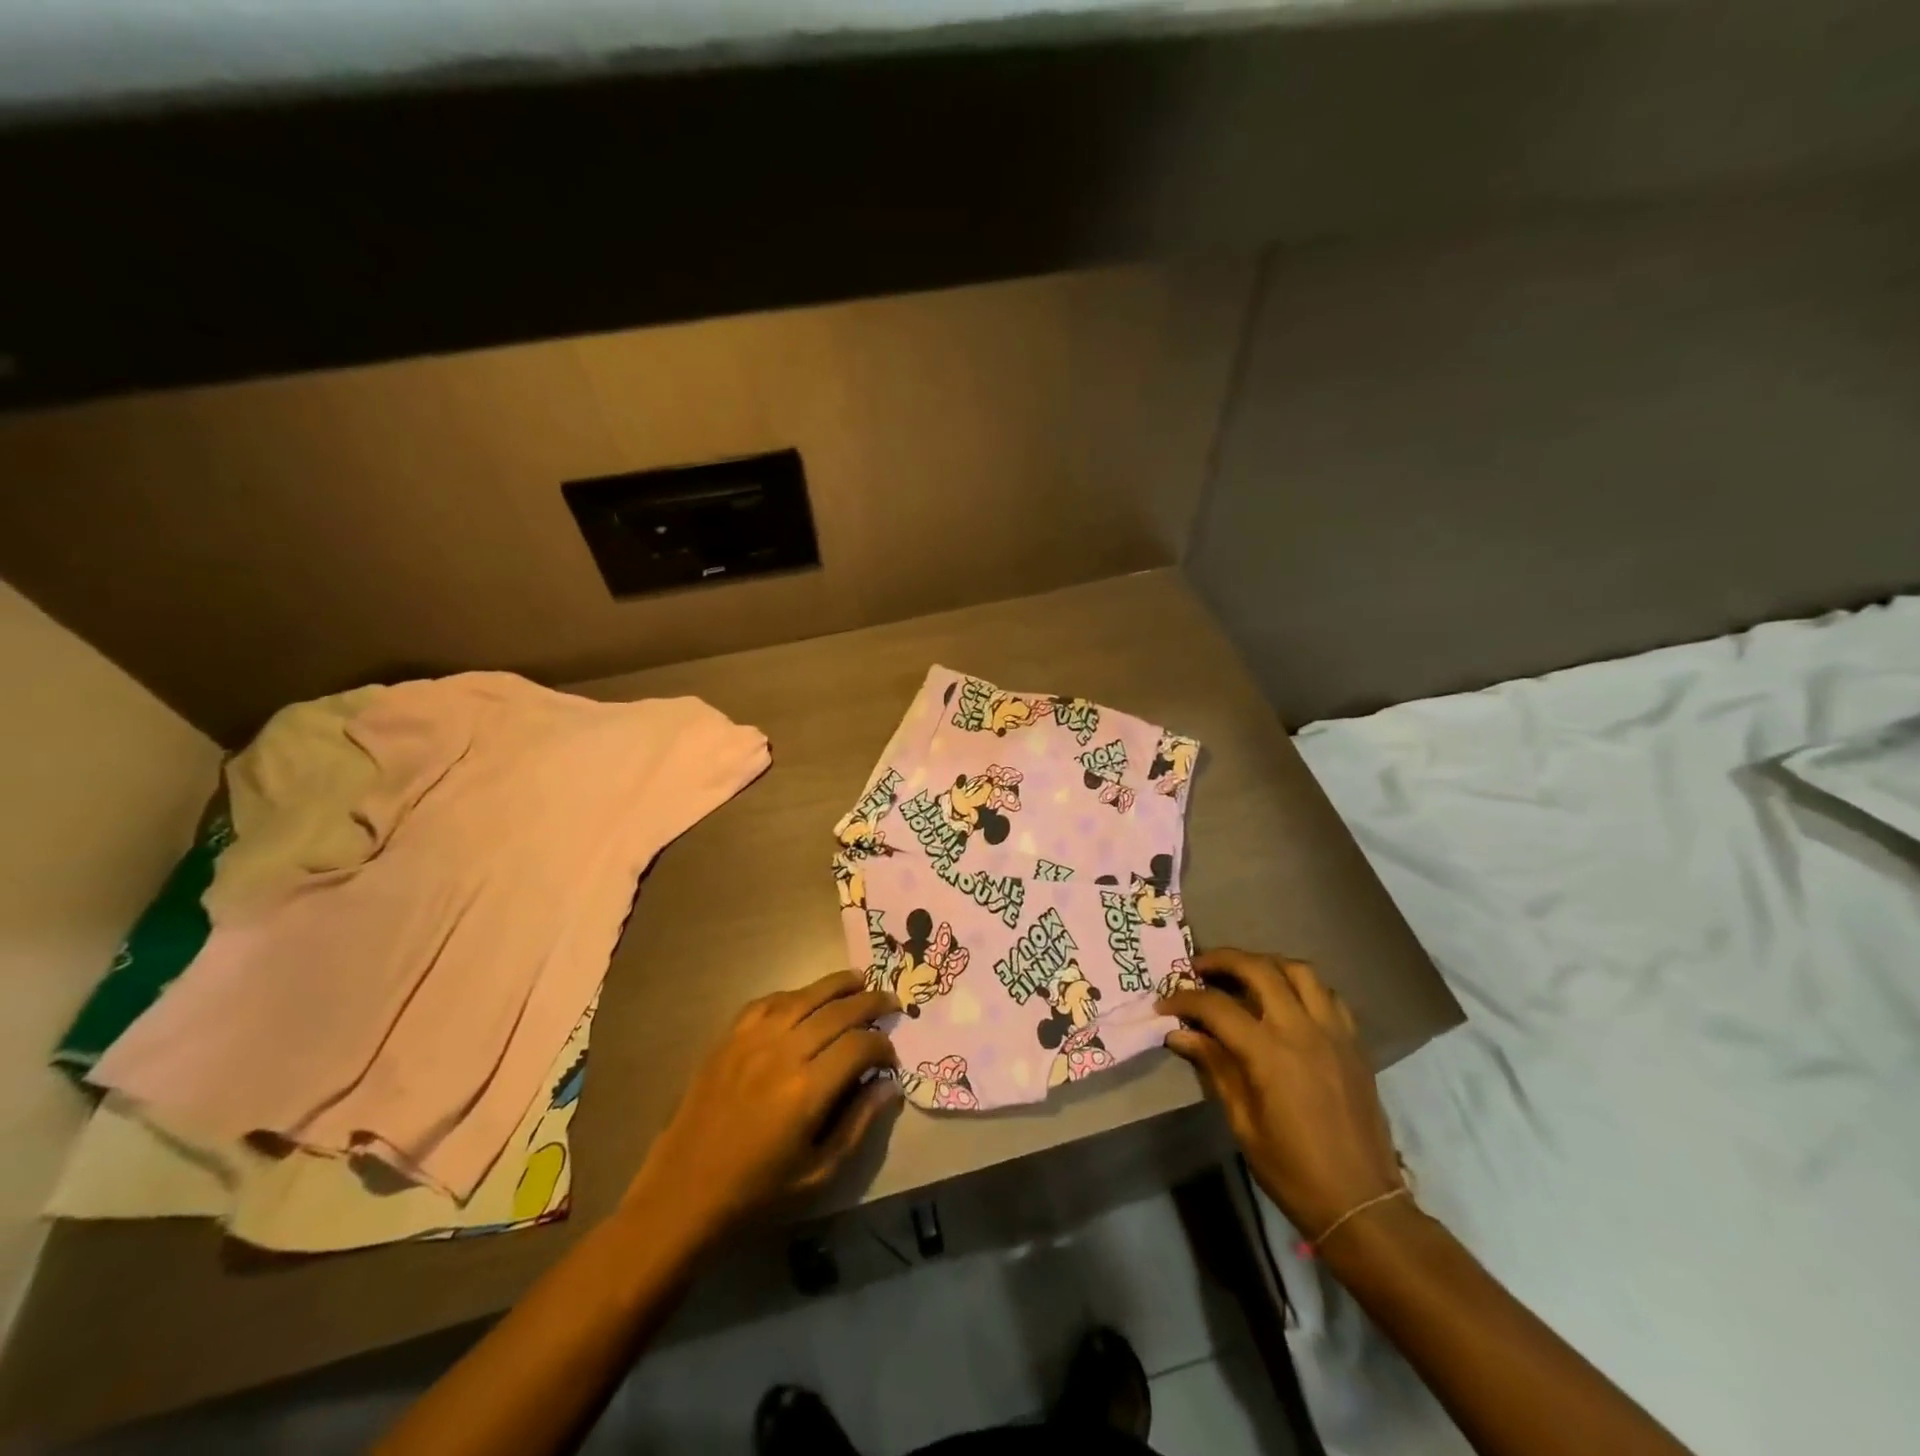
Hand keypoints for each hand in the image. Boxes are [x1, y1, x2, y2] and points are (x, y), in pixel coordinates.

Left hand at [624, 971, 900, 1246]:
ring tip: (859, 980)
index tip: (890, 1057)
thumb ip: (860, 1124)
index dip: (882, 1045)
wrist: (683, 1194)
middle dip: (870, 1002)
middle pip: (837, 1011)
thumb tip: (890, 1085)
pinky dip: (794, 994)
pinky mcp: (728, 1038)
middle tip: (890, 1002)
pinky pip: (768, 1001)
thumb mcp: (819, 1174)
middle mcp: (782, 1053)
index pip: (860, 1045)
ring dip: (836, 985)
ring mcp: (752, 1040)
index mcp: (807, 1091)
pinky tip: (807, 997)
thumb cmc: (757, 1193)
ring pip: (804, 996)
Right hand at [1158, 948, 1401, 1239]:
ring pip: (1299, 971)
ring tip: (1244, 974)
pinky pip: (1329, 995)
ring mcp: (1334, 1033)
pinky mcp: (1354, 1043)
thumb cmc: (1292, 1170)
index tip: (1164, 1004)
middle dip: (1222, 960)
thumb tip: (1180, 1034)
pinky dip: (1303, 986)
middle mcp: (1302, 1030)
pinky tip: (1287, 1001)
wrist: (1362, 1202)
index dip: (1184, 1000)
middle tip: (1198, 967)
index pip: (1216, 1007)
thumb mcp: (1242, 1122)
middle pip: (1259, 969)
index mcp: (1269, 1054)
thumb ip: (1214, 1067)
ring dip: (1266, 963)